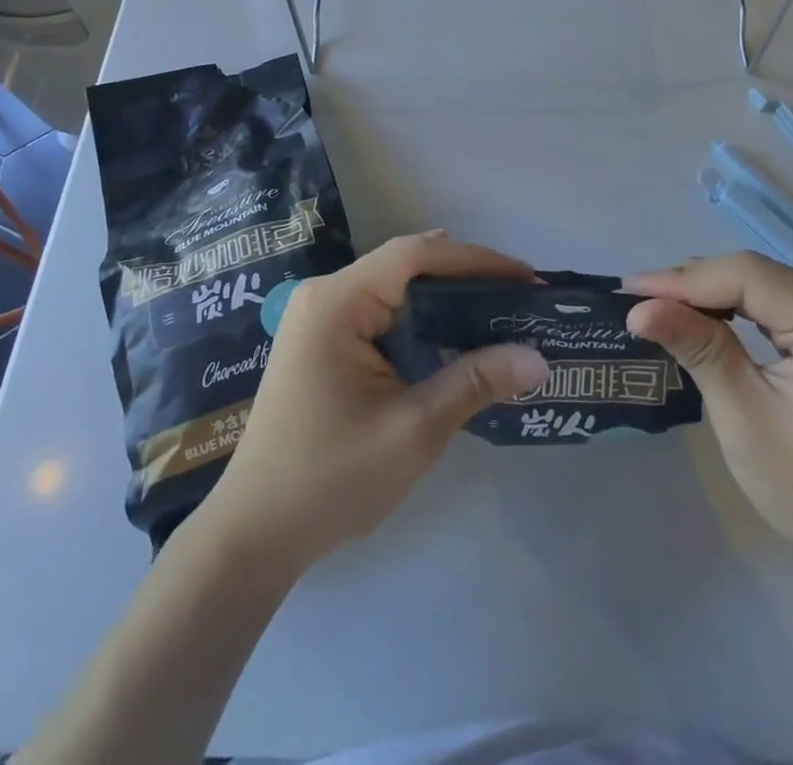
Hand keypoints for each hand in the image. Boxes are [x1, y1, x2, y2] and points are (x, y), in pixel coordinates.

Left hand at [196, 232, 549, 579]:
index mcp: (336, 302)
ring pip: (395, 288)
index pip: (415, 256)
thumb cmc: (330, 479)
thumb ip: (475, 382)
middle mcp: (324, 296)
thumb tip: (538, 357)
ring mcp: (319, 318)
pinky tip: (452, 337)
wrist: (254, 535)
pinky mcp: (322, 342)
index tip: (526, 278)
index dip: (475, 259)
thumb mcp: (413, 430)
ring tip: (498, 313)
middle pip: (406, 266)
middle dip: (465, 277)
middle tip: (519, 298)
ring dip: (444, 298)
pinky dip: (420, 320)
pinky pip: (381, 313)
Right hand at [625, 252, 792, 577]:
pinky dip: (731, 305)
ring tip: (654, 302)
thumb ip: (698, 350)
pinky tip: (697, 313)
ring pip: (759, 281)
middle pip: (753, 274)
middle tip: (634, 297)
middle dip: (691, 284)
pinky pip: (772, 298)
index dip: (684, 280)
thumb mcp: (744, 419)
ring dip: (706, 292)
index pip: (748, 277)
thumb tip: (638, 308)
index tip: (629, 290)